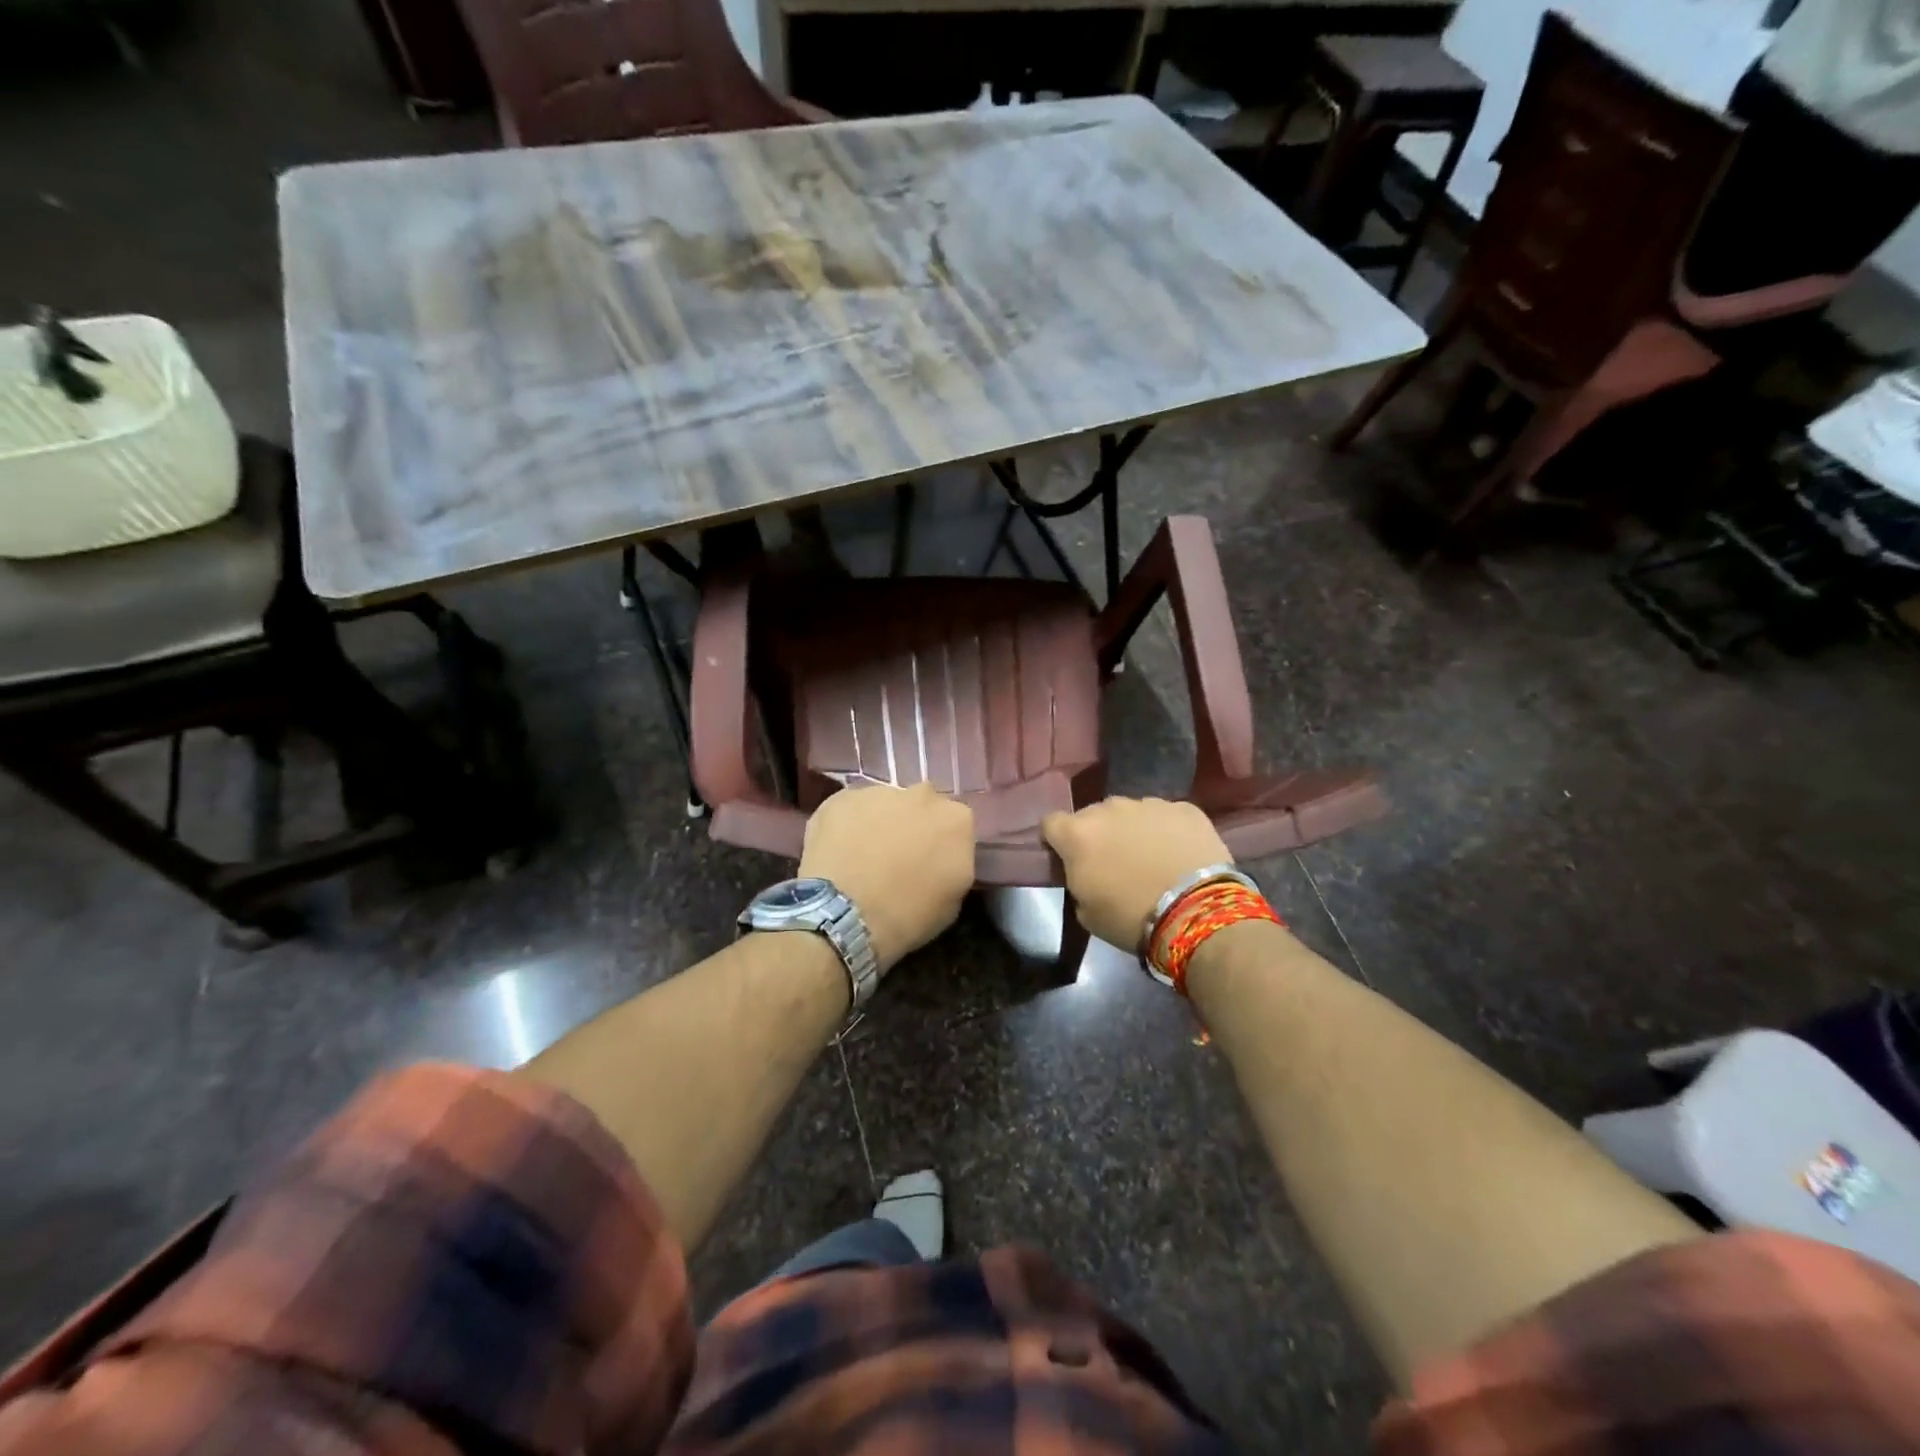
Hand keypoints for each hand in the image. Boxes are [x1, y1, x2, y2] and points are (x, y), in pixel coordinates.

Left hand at [799, 781, 973, 972]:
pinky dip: (847, 826)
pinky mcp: (842, 797)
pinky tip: (837, 852)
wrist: (844, 914)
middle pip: (922, 806)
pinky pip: (850, 809)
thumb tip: (940, 861)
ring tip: (860, 856)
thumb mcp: (951, 902)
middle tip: (896, 856)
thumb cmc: (906, 916)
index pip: (956, 826)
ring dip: (879, 823)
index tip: (929, 863)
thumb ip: (953, 867)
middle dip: (912, 825)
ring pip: (884, 804)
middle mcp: (923, 795)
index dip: (941, 845)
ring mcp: (880, 792)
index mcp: (957, 820)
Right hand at [1041, 797, 1231, 949]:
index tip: (1067, 858)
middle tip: (1114, 863)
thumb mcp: (1085, 911)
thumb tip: (1087, 871)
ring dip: (1133, 830)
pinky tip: (1179, 855)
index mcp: (1077, 834)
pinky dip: (1167, 831)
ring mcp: (1149, 804)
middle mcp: (1109, 808)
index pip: (1051, 823)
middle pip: (1093, 815)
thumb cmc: (1131, 918)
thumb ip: (1078, 880)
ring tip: (1151, 858)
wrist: (1196, 912)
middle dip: (1099, 834)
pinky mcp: (1184, 808)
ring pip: (1131, 813)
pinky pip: (1166, 816)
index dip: (1057, 840)